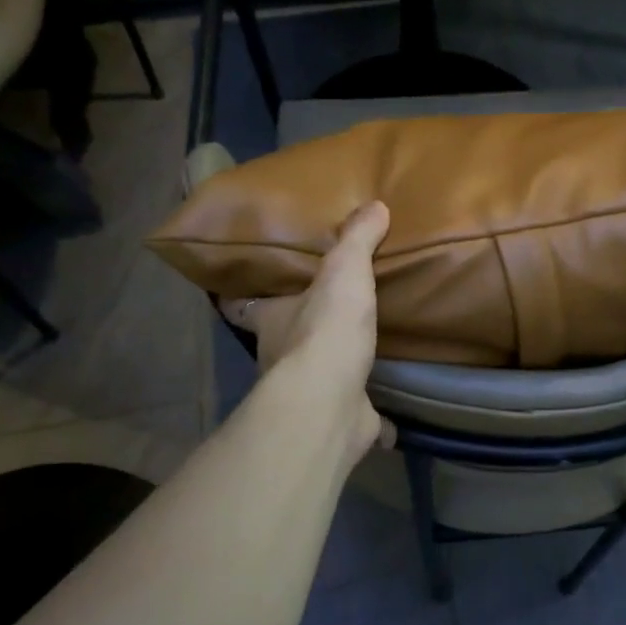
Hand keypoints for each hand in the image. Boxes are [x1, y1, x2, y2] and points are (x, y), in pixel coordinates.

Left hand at [219, 200, 393, 453]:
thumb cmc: (326, 330)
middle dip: (296, 330)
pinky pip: (353, 413)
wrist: (331, 401)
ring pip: (314, 377)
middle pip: (280, 339)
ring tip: (356, 353)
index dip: (242, 294)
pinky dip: (366, 414)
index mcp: (270, 319)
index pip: (242, 303)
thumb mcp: (344, 272)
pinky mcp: (337, 419)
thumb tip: (375, 205)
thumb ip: (357, 239)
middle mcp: (278, 357)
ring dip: (330, 369)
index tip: (247, 286)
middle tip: (322, 313)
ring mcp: (307, 393)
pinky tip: (383, 413)